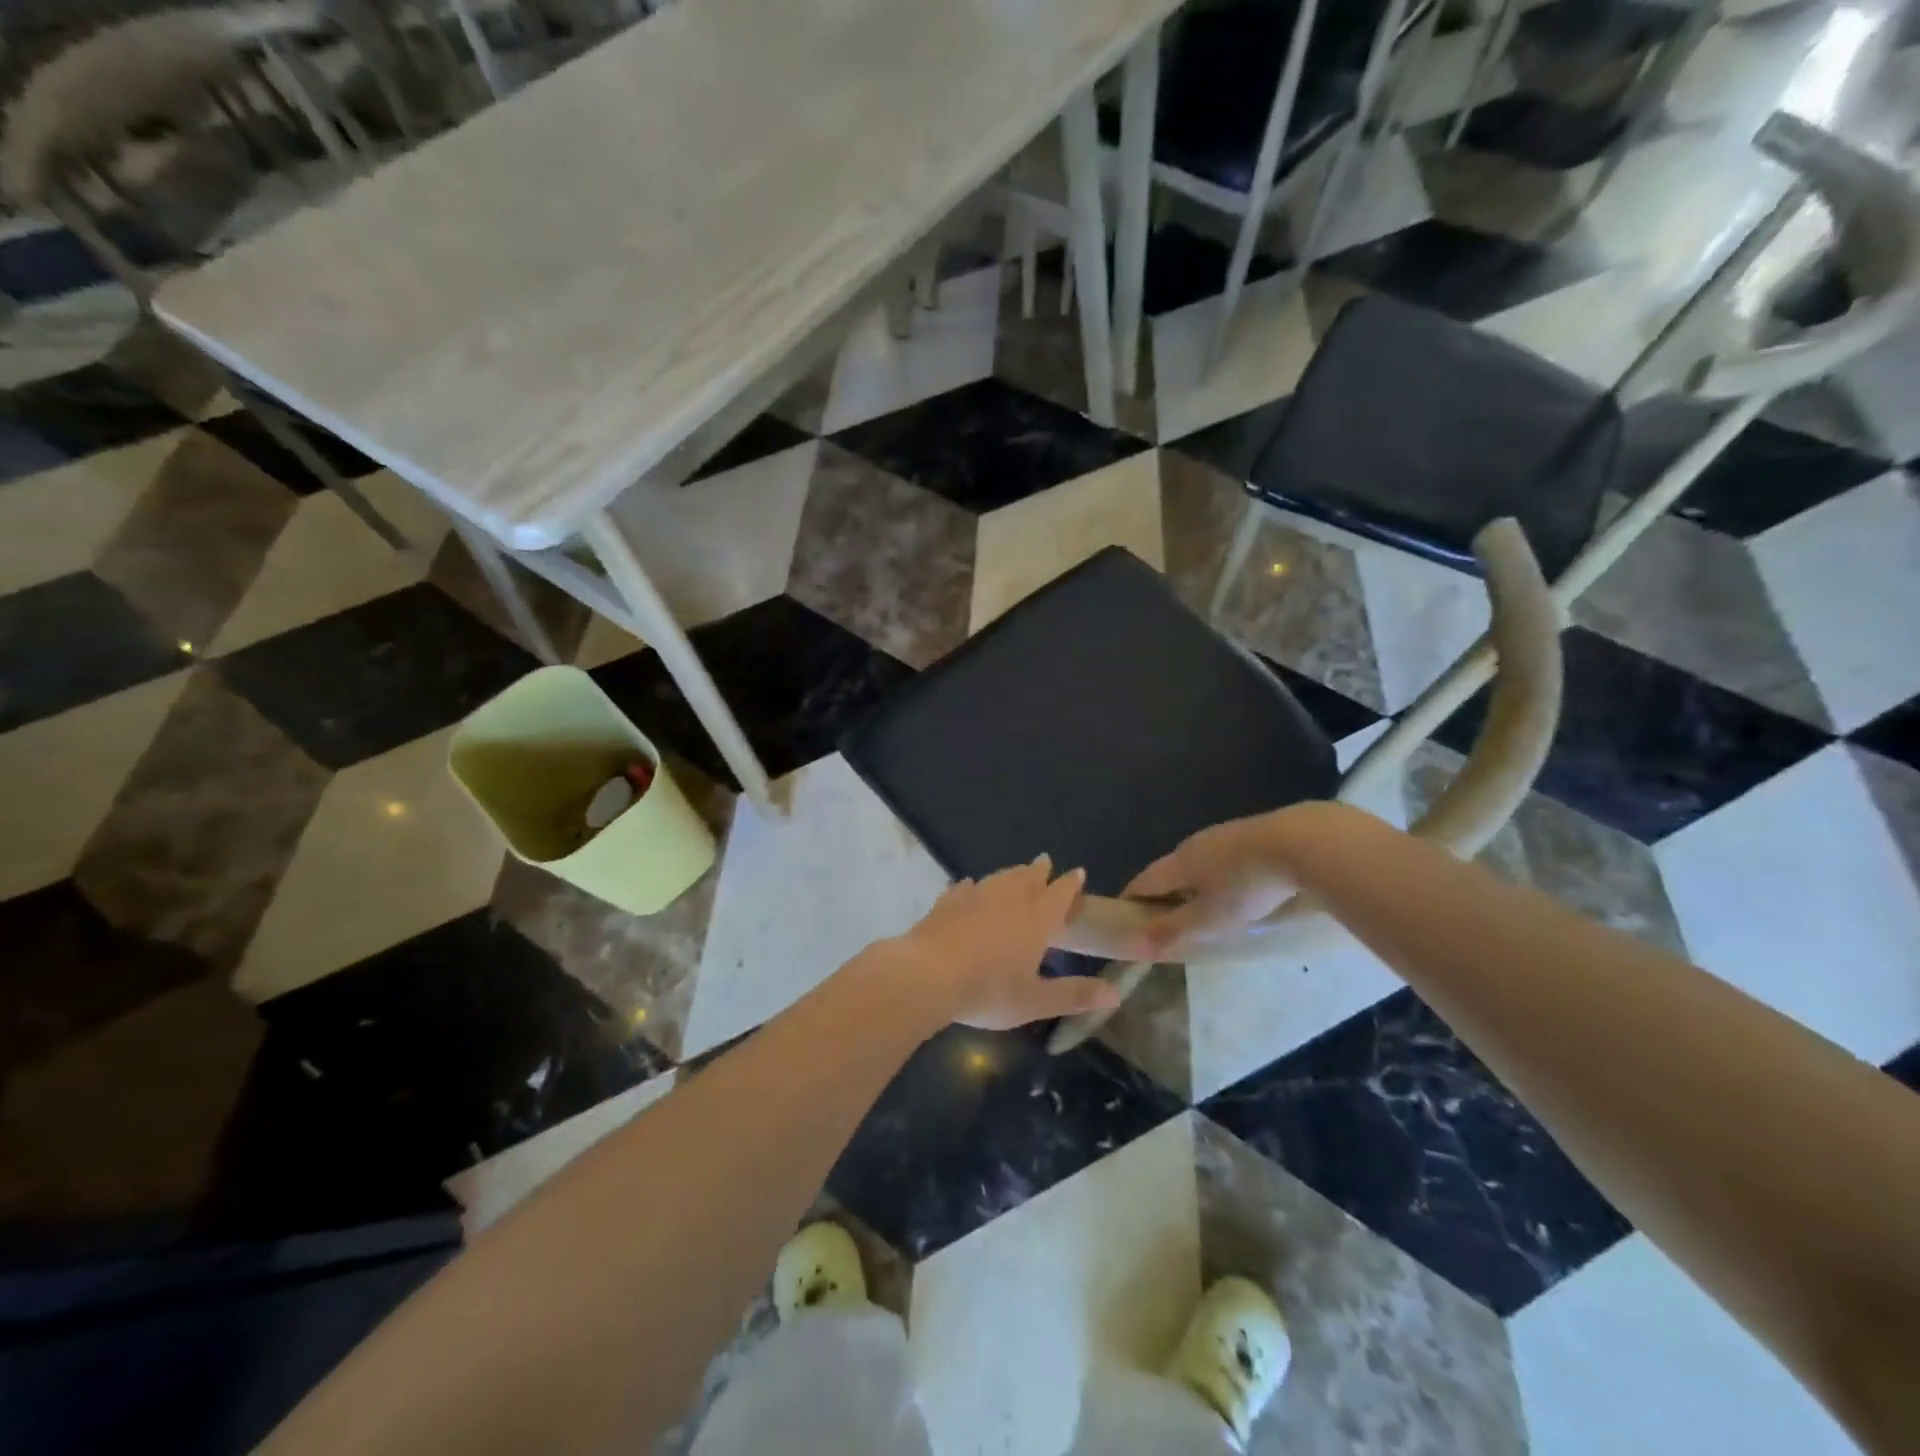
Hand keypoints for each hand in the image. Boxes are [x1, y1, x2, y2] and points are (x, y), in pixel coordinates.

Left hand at [889, 857, 1120, 1029]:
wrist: (928, 975)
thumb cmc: (988, 990)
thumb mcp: (1035, 1001)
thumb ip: (1074, 995)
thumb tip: (1116, 994)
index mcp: (1037, 919)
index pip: (1060, 894)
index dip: (1071, 884)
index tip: (1078, 873)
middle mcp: (1009, 899)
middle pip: (1029, 877)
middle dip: (1040, 870)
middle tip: (1045, 862)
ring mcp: (975, 896)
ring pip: (999, 877)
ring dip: (1011, 873)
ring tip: (1016, 872)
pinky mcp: (947, 902)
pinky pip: (964, 887)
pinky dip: (972, 886)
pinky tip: (969, 886)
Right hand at [1123, 811, 1302, 955]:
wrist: (1301, 842)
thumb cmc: (1246, 885)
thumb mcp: (1209, 918)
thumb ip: (1173, 930)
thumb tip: (1133, 944)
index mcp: (1177, 863)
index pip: (1142, 882)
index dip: (1131, 901)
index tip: (1128, 922)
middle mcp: (1192, 844)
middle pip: (1168, 870)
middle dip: (1164, 894)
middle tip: (1169, 921)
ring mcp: (1222, 835)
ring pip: (1197, 863)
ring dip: (1194, 884)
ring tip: (1205, 907)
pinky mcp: (1250, 833)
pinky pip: (1223, 858)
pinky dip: (1219, 876)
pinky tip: (1237, 888)